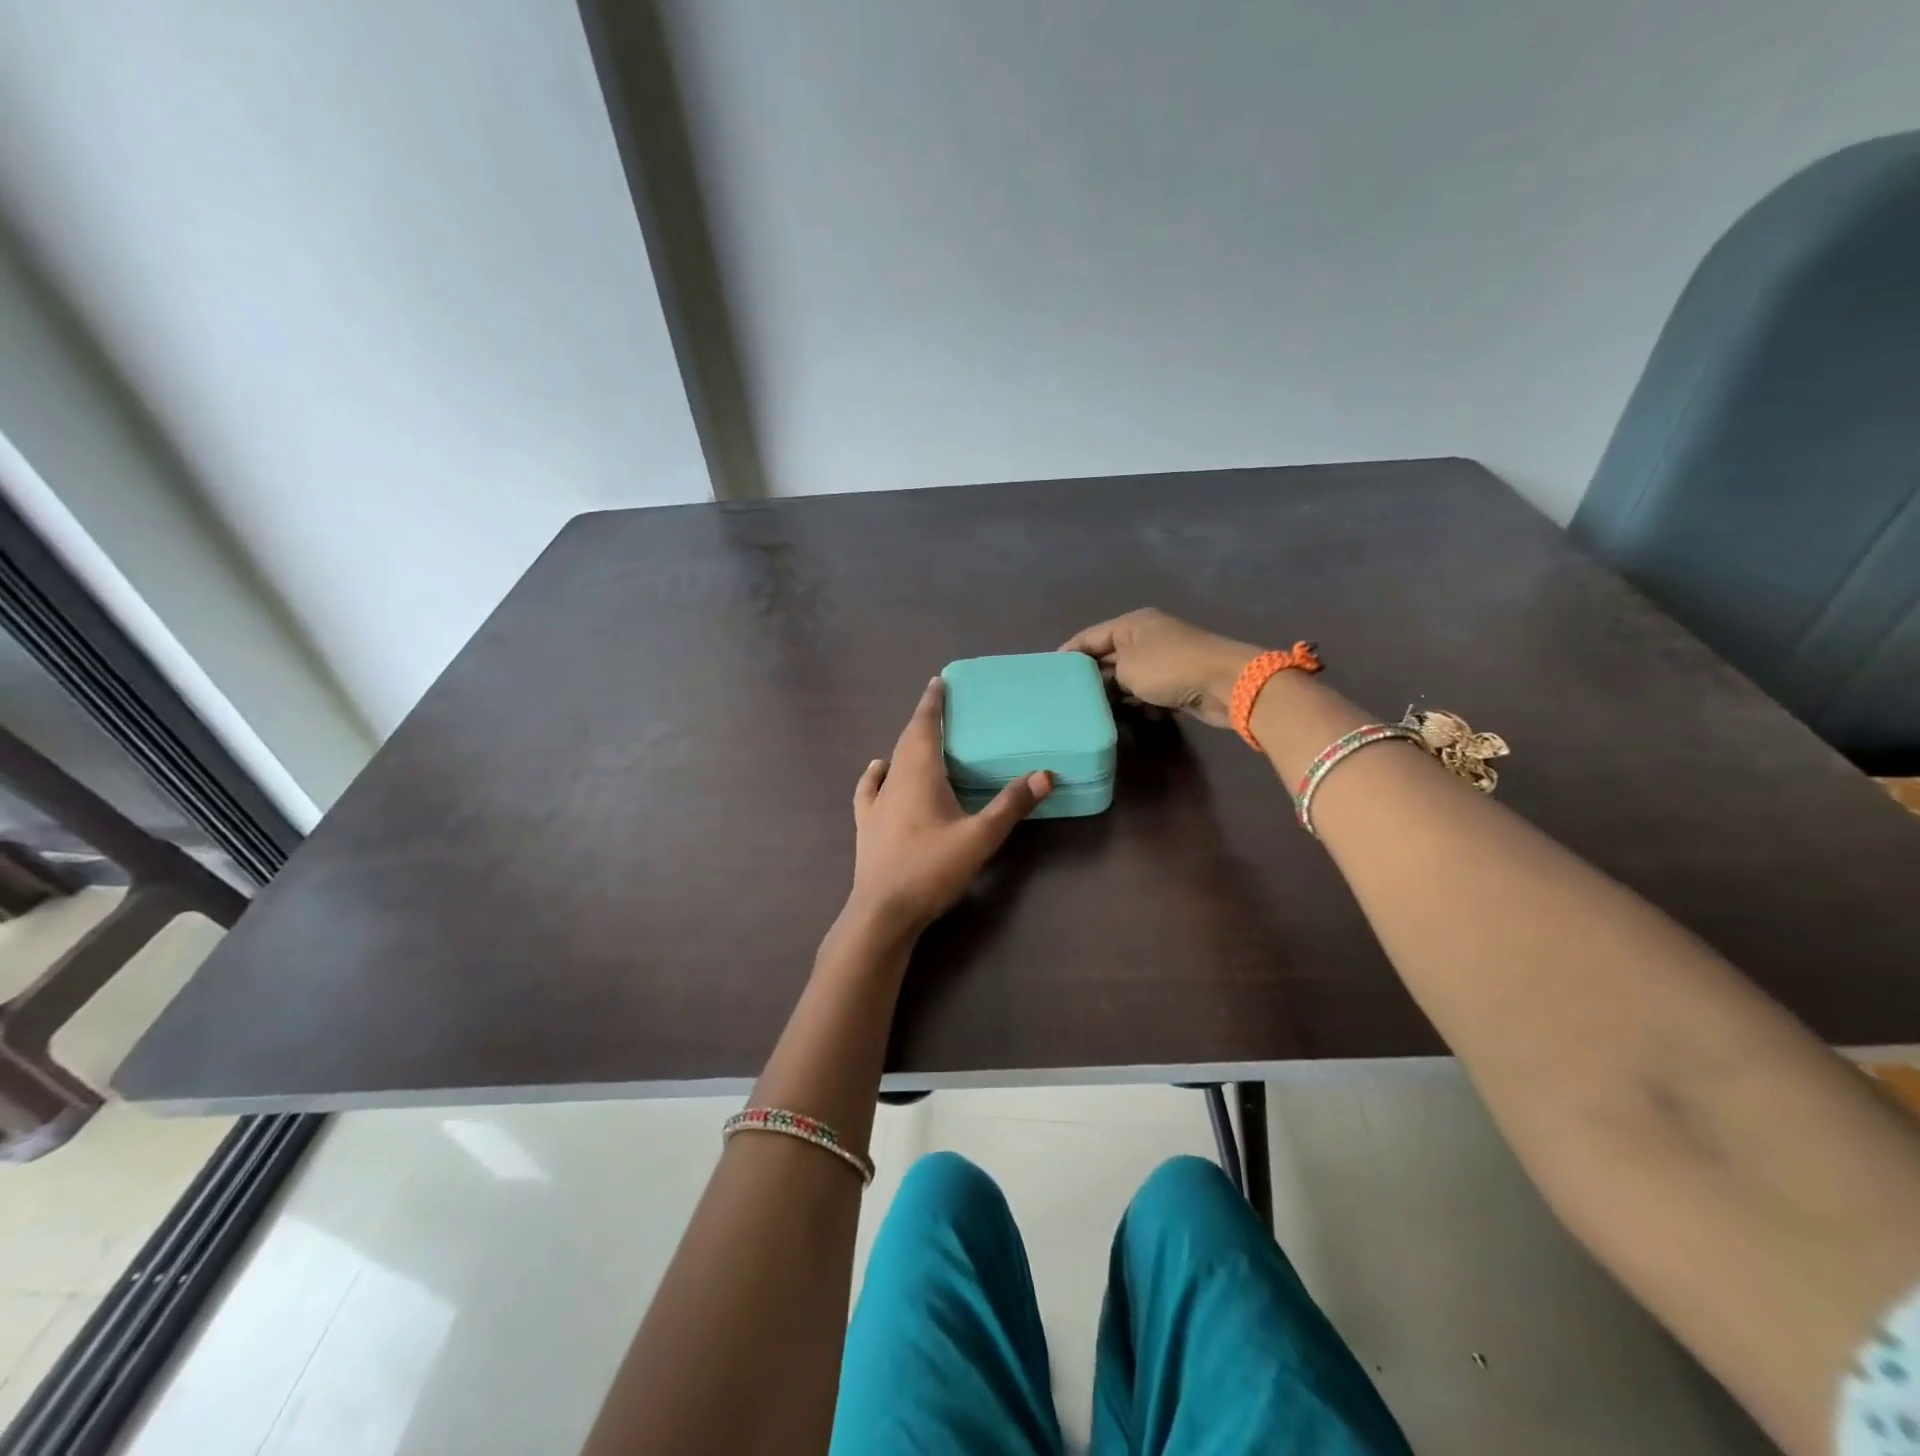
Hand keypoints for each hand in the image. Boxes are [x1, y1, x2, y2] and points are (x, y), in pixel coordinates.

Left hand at [845, 677, 1051, 938]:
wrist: (883, 912)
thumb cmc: (931, 869)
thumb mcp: (979, 838)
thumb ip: (1011, 806)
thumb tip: (1044, 774)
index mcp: (919, 775)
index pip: (924, 727)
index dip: (932, 703)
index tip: (939, 682)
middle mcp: (894, 781)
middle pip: (907, 740)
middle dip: (923, 719)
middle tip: (937, 703)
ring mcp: (876, 804)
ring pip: (891, 762)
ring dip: (905, 744)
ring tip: (919, 737)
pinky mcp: (867, 826)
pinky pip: (870, 789)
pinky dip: (876, 774)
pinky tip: (878, 770)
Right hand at [1061, 609, 1261, 728]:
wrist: (1225, 684)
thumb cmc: (1169, 668)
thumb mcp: (1127, 669)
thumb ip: (1105, 674)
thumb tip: (1101, 682)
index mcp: (1132, 624)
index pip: (1090, 636)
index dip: (1069, 653)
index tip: (1049, 673)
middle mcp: (1147, 636)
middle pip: (1109, 656)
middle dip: (1092, 677)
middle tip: (1068, 698)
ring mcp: (1164, 658)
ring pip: (1128, 677)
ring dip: (1115, 694)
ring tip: (1093, 712)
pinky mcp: (1177, 681)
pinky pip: (1147, 691)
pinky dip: (1138, 702)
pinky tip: (1130, 716)